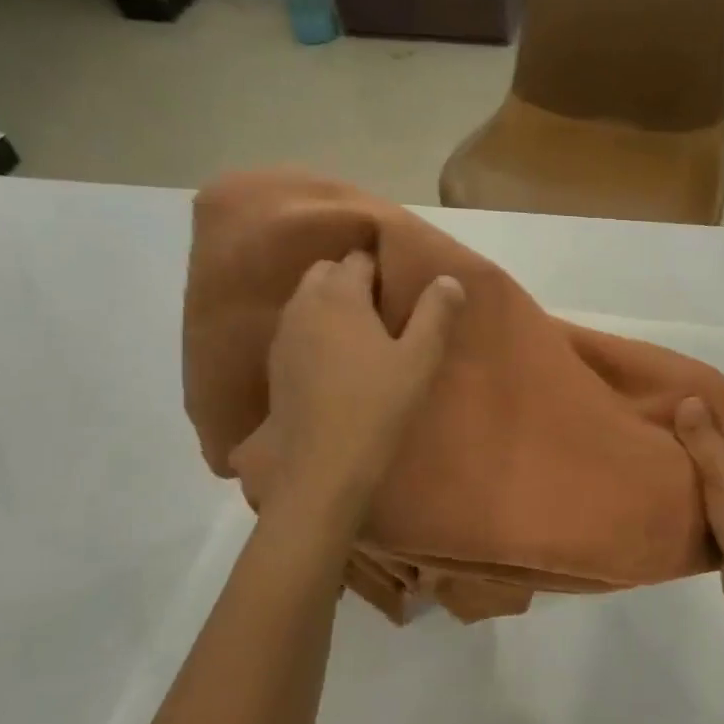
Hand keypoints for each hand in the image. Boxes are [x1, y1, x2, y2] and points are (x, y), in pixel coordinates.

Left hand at [232, 252, 463, 514]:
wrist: (323, 464)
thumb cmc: (378, 405)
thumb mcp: (420, 359)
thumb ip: (436, 314)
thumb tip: (448, 279)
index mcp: (340, 294)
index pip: (359, 259)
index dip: (383, 269)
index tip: (403, 291)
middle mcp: (304, 304)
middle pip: (326, 273)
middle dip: (352, 281)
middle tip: (385, 311)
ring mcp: (283, 335)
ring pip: (307, 300)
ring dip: (332, 306)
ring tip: (363, 335)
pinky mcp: (275, 365)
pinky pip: (297, 330)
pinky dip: (316, 332)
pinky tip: (337, 362)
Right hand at [674, 393, 723, 626]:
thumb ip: (705, 437)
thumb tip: (689, 398)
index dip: (717, 394)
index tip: (681, 388)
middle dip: (702, 423)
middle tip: (663, 414)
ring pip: (723, 462)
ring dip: (698, 454)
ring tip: (661, 443)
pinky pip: (717, 488)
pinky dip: (698, 481)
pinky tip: (671, 480)